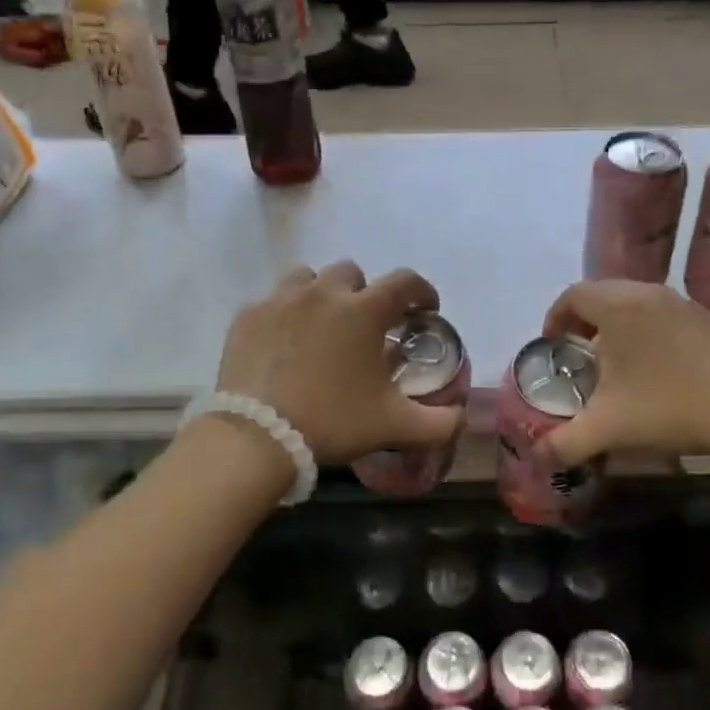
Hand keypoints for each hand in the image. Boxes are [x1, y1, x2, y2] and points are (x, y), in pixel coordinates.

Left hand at [214, 261, 463, 464]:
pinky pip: (272, 301)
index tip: (425, 310)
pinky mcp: (248, 316)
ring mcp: (280, 300)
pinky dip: (284, 314)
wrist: (257, 436)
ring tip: (321, 326)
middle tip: (365, 326)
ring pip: (307, 278)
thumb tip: (462, 417)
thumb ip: (439, 422)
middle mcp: (323, 293)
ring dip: (321, 293)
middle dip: (365, 293)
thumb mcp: (395, 426)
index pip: (404, 281)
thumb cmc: (333, 421)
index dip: (421, 291)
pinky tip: (284, 343)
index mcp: (364, 311)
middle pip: (352, 273)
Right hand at [536, 280, 709, 466]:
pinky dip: (642, 326)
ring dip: (614, 322)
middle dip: (582, 319)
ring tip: (610, 358)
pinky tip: (648, 364)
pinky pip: (658, 311)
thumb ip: (565, 443)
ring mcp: (680, 304)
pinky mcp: (703, 319)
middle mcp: (647, 294)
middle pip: (602, 292)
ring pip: (633, 299)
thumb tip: (537, 458)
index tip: (551, 343)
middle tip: (576, 352)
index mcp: (618, 307)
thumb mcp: (608, 428)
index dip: (555, 316)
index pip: (574, 295)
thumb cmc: (667, 407)